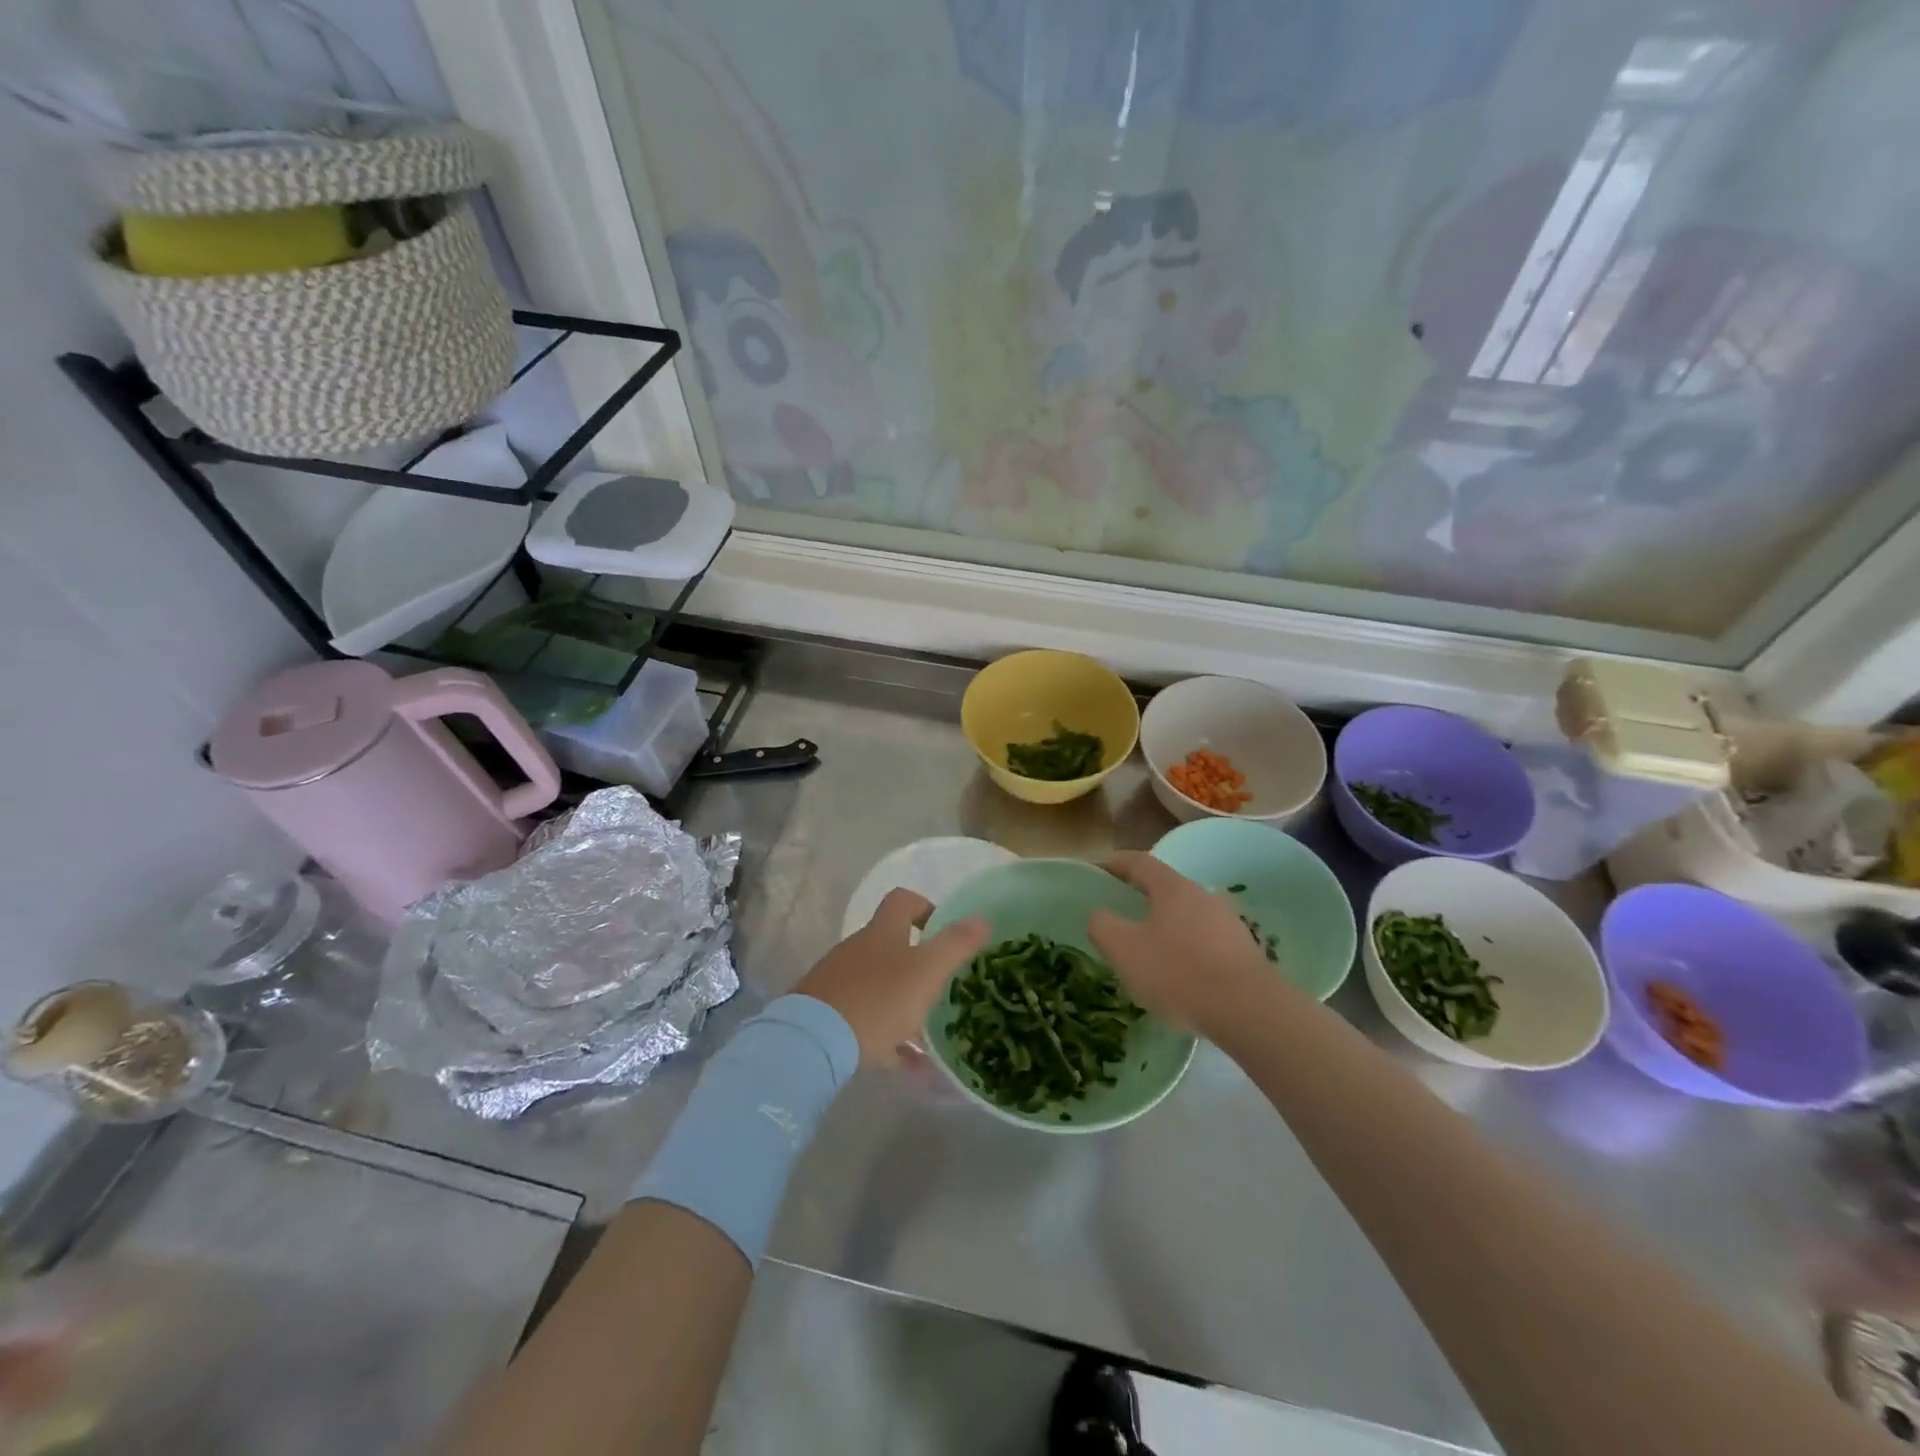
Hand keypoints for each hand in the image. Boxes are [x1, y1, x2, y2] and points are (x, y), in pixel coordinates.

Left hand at [794, 889, 990, 1066]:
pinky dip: (891, 1042)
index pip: (902, 902)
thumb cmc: (878, 999)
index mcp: (881, 933)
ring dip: (905, 1005)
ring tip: (933, 1034)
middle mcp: (857, 951)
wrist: (812, 1043)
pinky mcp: (828, 1018)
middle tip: (945, 987)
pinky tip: (914, 1068)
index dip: (925, 908)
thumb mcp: (927, 971)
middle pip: (890, 946)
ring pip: (880, 988)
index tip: (944, 931)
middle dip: (919, 964)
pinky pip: (867, 1026)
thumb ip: (956, 945)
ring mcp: (839, 984)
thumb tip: (983, 919)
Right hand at [1088, 852, 1274, 1037]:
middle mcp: (1203, 896)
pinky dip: (1184, 948)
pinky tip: (1177, 976)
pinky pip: (1203, 941)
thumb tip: (1100, 915)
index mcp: (1173, 888)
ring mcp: (1228, 924)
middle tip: (1117, 915)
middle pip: (1164, 888)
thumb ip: (1103, 926)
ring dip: (1163, 925)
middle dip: (1139, 897)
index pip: (1139, 861)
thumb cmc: (1179, 973)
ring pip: (1185, 916)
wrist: (1250, 1012)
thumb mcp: (1125, 950)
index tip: (1095, 871)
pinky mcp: (1243, 952)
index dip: (1114, 863)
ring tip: (1145, 951)